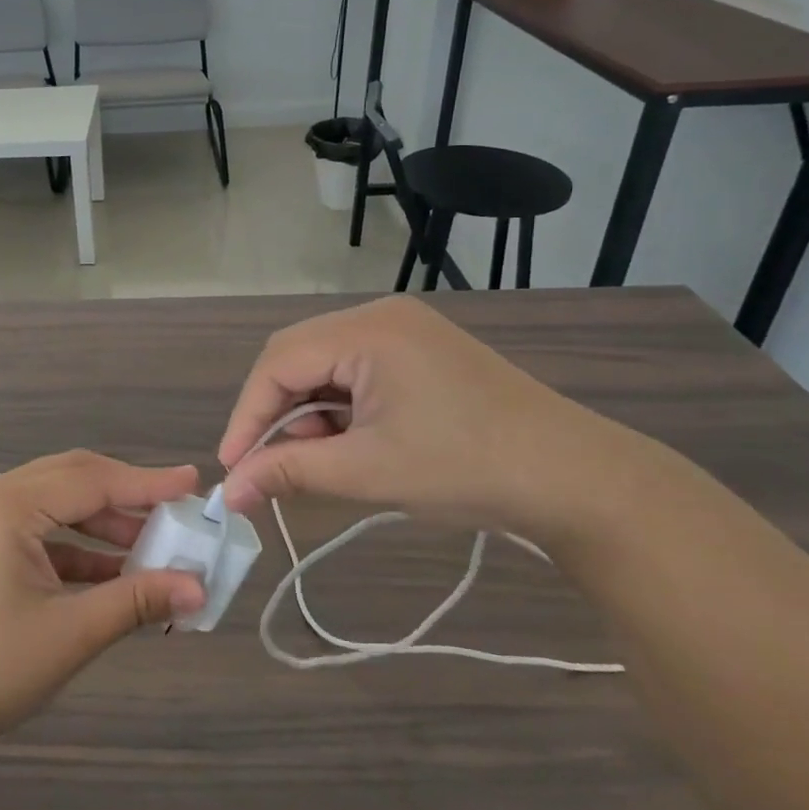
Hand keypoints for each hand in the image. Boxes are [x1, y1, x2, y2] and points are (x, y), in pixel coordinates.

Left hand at [0, 453, 205, 758]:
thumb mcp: (69, 633)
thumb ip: (136, 601)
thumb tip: (198, 589)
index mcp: (8, 504)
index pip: (92, 480)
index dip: (147, 482)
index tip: (194, 483)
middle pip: (74, 480)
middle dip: (127, 497)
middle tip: (178, 513)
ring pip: (58, 505)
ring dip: (104, 525)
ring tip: (154, 549)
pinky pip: (40, 532)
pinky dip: (77, 548)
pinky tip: (113, 574)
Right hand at [219, 297, 654, 545]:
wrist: (579, 480)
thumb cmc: (468, 469)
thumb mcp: (369, 472)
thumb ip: (290, 472)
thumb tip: (229, 493)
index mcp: (367, 331)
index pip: (278, 362)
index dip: (248, 415)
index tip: (231, 468)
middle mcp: (380, 316)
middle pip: (296, 356)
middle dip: (276, 412)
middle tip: (268, 464)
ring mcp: (404, 330)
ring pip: (323, 364)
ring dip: (308, 411)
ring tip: (318, 459)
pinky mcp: (419, 350)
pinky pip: (354, 370)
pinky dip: (339, 407)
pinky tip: (348, 442)